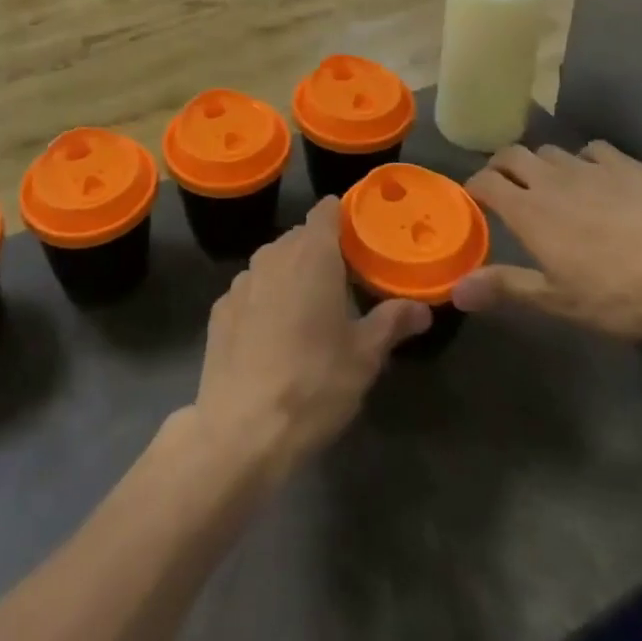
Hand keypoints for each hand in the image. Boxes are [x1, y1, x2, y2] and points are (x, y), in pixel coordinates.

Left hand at [188, 198, 429, 482]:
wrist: (240, 430)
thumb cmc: (313, 384)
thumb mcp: (364, 357)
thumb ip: (392, 322)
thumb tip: (422, 308)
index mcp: (312, 254)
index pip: (327, 210)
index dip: (344, 218)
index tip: (362, 241)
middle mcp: (273, 254)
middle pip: (301, 237)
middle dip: (322, 253)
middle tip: (346, 286)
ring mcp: (241, 280)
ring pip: (274, 263)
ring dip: (292, 277)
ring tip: (310, 315)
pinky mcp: (220, 308)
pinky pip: (251, 291)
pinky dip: (265, 302)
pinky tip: (273, 339)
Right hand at [453, 142, 641, 339]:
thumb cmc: (623, 290)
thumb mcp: (561, 301)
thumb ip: (507, 288)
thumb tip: (454, 290)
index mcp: (528, 210)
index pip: (485, 182)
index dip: (474, 187)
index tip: (474, 200)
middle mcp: (550, 179)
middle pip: (512, 155)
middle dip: (501, 165)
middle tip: (504, 185)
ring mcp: (588, 166)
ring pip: (549, 150)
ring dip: (540, 163)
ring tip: (549, 183)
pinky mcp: (625, 162)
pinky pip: (592, 150)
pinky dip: (584, 160)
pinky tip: (598, 177)